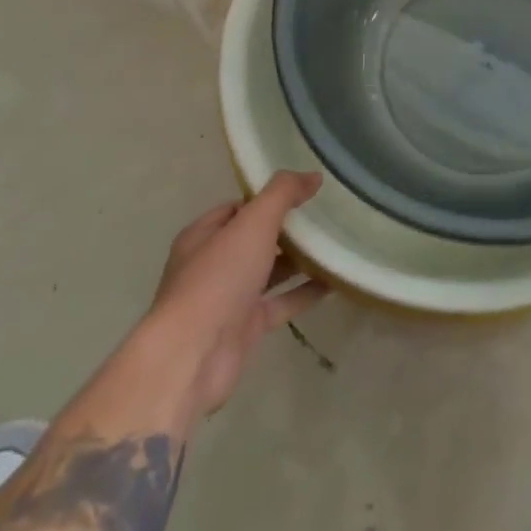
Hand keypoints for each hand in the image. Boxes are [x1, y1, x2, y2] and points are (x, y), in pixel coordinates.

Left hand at [143, 171, 329, 422]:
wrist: (193, 355)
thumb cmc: (218, 278)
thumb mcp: (253, 223)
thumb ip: (283, 193)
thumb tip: (313, 175)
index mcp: (204, 235)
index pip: (238, 208)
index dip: (268, 198)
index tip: (304, 193)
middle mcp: (214, 264)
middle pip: (255, 239)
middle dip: (287, 229)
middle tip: (326, 216)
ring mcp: (230, 298)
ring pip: (270, 272)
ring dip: (300, 260)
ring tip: (336, 244)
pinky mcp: (247, 327)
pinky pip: (282, 302)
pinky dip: (306, 292)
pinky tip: (336, 281)